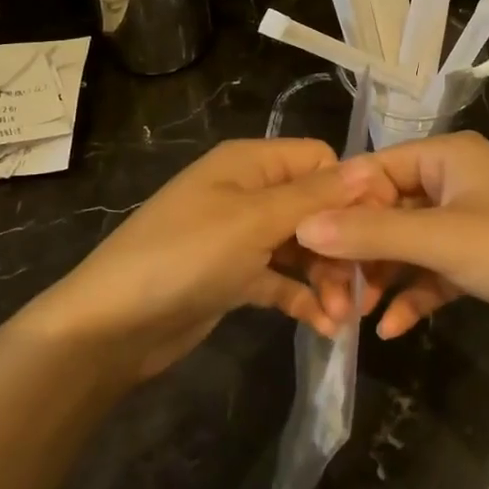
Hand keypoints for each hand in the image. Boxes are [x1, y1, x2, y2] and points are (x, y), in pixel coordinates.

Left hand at [31, 139, 389, 377]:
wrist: (110, 327)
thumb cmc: (185, 257)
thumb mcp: (254, 221)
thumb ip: (315, 196)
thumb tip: (372, 167)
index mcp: (250, 162)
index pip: (320, 160)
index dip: (350, 191)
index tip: (378, 231)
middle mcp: (247, 192)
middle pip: (315, 206)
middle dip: (342, 244)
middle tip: (364, 288)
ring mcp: (240, 236)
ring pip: (302, 246)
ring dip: (326, 277)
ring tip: (343, 316)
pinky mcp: (234, 276)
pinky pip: (280, 279)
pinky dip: (301, 298)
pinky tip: (324, 328)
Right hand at [294, 131, 488, 357]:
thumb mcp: (443, 239)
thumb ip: (372, 232)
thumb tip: (302, 226)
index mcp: (446, 156)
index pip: (373, 169)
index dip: (338, 206)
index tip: (303, 247)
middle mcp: (453, 181)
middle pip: (385, 209)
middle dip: (358, 252)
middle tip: (329, 294)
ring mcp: (465, 222)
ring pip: (404, 244)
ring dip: (380, 278)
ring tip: (351, 316)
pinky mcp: (476, 261)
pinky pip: (429, 272)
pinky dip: (411, 295)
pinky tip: (391, 329)